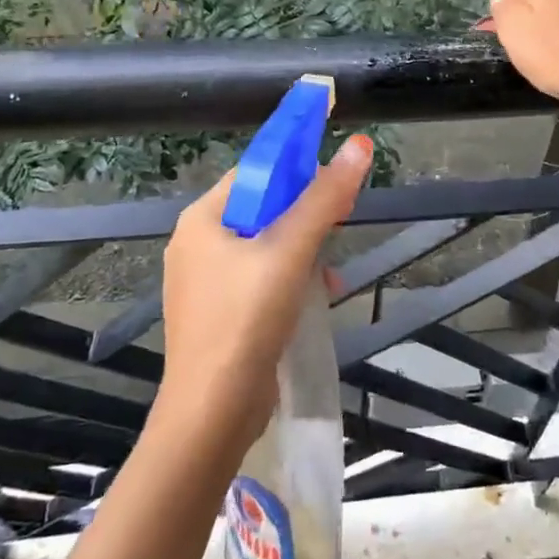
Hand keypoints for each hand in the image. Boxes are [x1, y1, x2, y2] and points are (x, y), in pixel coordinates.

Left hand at [155, 134, 373, 448]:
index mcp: (202, 219)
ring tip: (331, 269)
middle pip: (262, 209)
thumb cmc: (246, 318)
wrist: (212, 414)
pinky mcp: (220, 315)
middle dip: (305, 214)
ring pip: (265, 247)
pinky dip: (290, 281)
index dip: (296, 166)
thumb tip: (359, 145)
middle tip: (340, 220)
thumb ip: (325, 197)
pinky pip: (261, 280)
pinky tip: (319, 298)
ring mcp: (206, 284)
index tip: (334, 174)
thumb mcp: (290, 250)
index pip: (254, 172)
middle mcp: (198, 245)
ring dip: (303, 251)